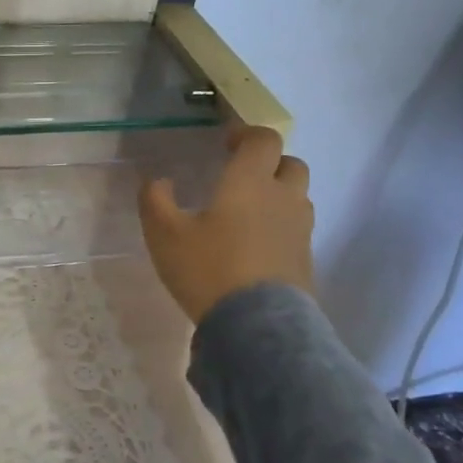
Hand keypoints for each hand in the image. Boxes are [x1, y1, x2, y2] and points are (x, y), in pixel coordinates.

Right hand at [138, 126, 313, 322]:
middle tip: (242, 177)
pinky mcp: (306, 261)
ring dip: (278, 195)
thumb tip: (159, 182)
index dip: (247, 135)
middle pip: (291, 164)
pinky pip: (297, 230)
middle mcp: (283, 199)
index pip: (264, 140)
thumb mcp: (164, 234)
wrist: (257, 327)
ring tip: (248, 212)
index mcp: (250, 182)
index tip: (227, 144)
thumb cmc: (208, 269)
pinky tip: (255, 246)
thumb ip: (156, 200)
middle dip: (269, 163)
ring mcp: (300, 231)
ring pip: (298, 198)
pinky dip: (280, 227)